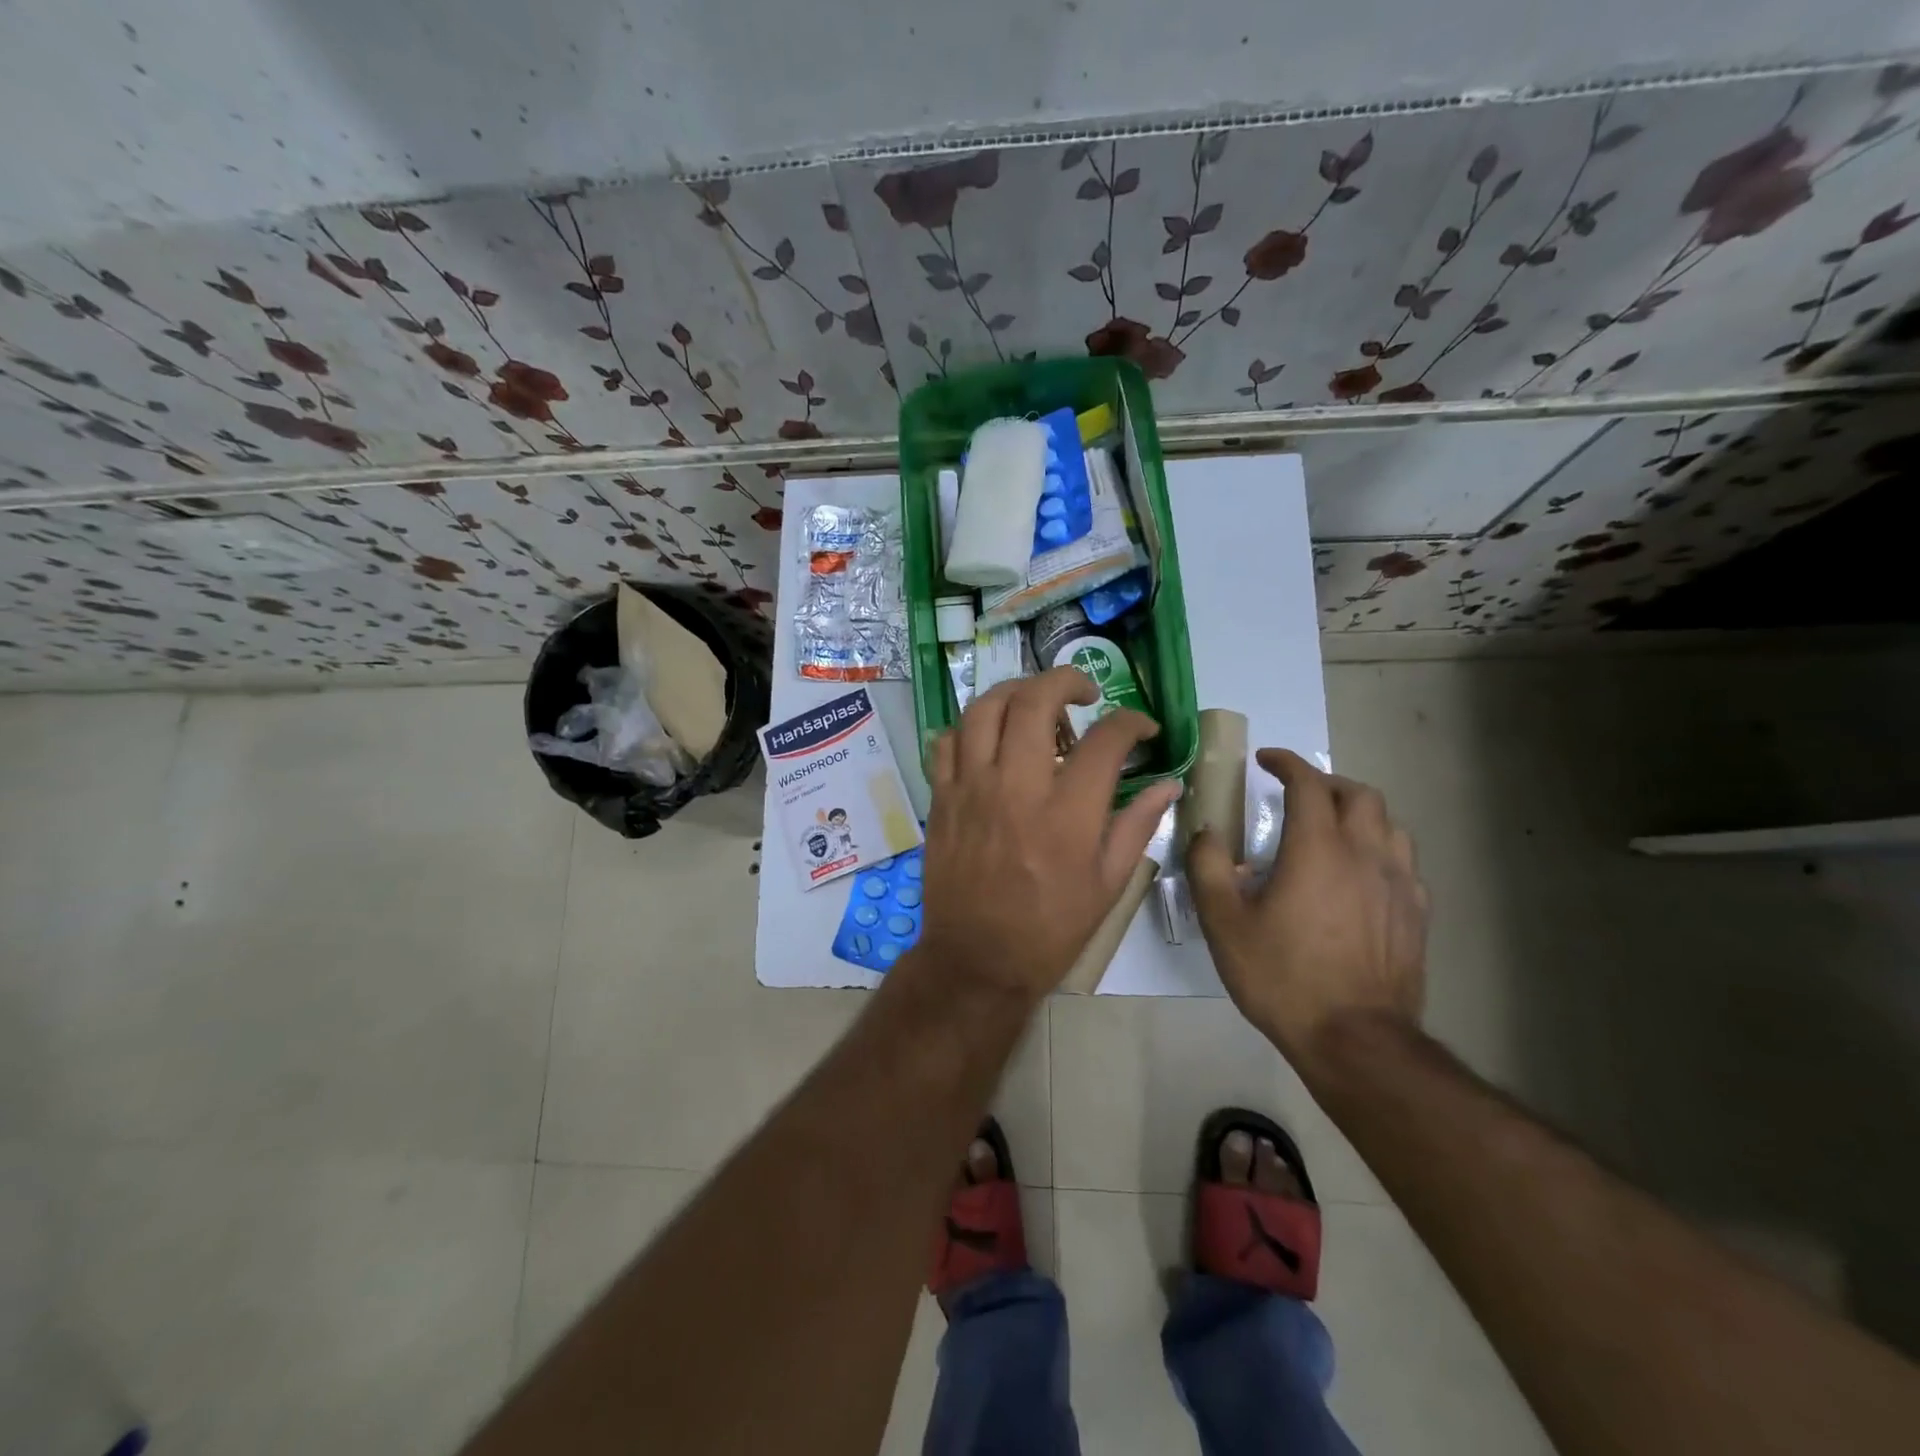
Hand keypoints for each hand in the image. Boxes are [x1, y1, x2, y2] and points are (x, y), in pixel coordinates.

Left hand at [915, 666, 1181, 1001]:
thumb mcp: (1108, 886)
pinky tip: (988, 740)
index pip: (1106, 739)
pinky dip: (969, 728)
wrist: (977, 961)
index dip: (1132, 721)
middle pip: (1035, 701)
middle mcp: (1017, 788)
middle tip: (1084, 693)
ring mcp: (971, 789)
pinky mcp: (942, 798)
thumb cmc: (1050, 930)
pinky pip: (946, 742)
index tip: (1141, 728)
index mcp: (1068, 814)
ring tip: (1034, 704)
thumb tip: (1170, 784)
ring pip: (984, 709)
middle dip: (1067, 680)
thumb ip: (1137, 825)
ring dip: (1014, 692)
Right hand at [1189, 748, 1428, 1073]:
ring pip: (1389, 824)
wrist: (1355, 1040)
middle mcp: (1365, 854)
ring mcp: (1399, 884)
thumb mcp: (1224, 923)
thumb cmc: (1283, 976)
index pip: (1307, 784)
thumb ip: (1209, 868)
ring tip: (1332, 827)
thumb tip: (1207, 833)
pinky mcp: (1416, 914)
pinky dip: (1379, 849)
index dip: (1286, 763)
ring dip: (1358, 812)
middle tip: (1297, 793)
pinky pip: (1403, 862)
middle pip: (1358, 794)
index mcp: (1318, 848)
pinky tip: (1361, 874)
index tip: (1266, 759)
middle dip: (1325, 782)